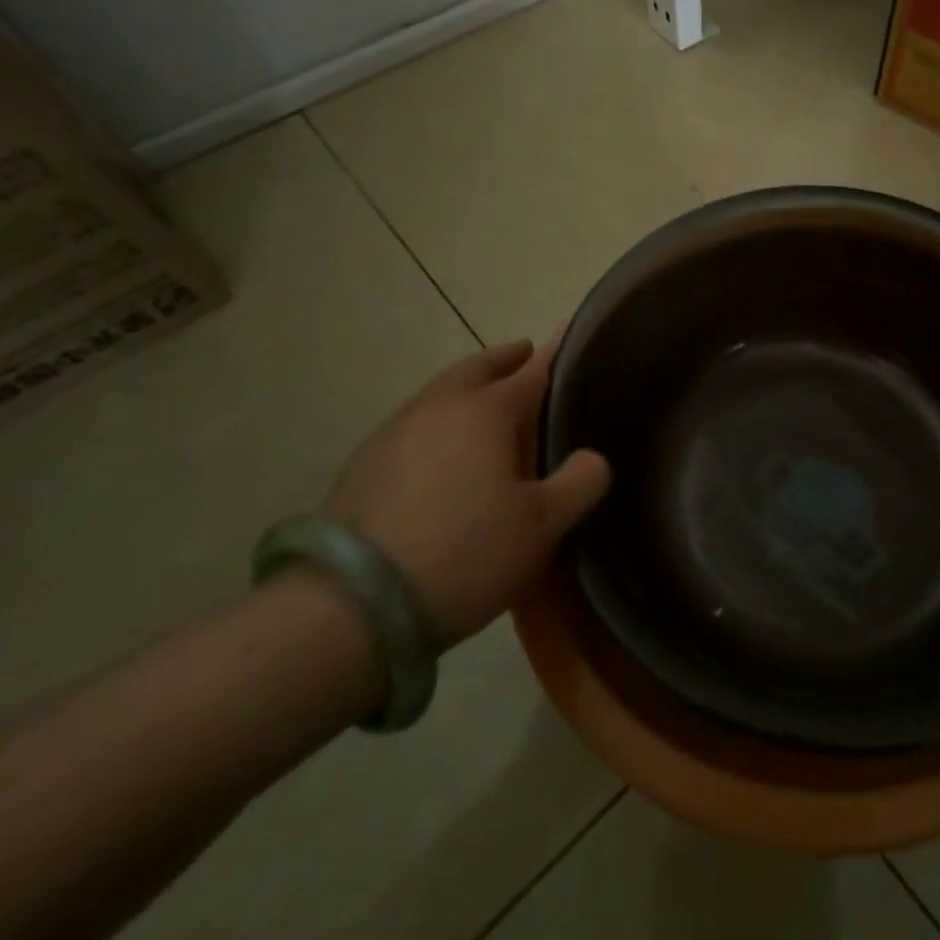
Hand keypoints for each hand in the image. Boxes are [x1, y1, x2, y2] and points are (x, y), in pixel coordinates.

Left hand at [321, 338, 609, 649]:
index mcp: (485, 411)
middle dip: (504, 358)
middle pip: (477, 368)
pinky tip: (441, 453)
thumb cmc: (463, 554)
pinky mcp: (361, 465)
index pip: (532, 371)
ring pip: (440, 394)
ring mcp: (393, 433)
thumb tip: (592, 458)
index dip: (555, 353)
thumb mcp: (541, 526)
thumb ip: (580, 483)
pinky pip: (414, 425)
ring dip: (467, 388)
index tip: (568, 333)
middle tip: (525, 355)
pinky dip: (437, 422)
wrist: (347, 607)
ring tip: (486, 404)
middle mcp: (438, 407)